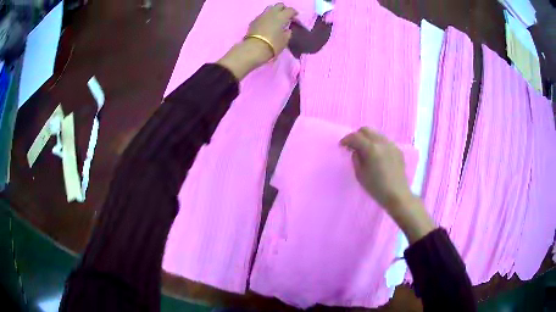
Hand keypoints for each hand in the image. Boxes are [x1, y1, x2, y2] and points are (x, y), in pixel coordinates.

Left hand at [217, 3, 297, 79]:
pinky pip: (262, 15)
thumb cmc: (272, 44)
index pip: (290, 10)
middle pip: (279, 5)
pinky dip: (267, 17)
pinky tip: (267, 24)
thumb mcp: (284, 40)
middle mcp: (271, 13)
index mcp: (281, 16)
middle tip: (286, 16)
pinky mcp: (254, 21)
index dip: (294, 13)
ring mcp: (261, 16)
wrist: (254, 49)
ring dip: (274, 11)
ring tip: (276, 19)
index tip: (295, 18)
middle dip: (283, 9)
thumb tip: (287, 29)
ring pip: (269, 8)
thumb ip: (287, 33)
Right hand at [340, 127, 411, 211]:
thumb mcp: (360, 174)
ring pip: (376, 133)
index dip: (346, 140)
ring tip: (364, 149)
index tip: (341, 146)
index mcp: (371, 148)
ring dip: (368, 138)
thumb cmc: (376, 188)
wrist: (397, 195)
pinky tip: (376, 155)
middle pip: (366, 130)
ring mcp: (391, 145)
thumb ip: (356, 158)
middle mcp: (382, 142)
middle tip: (352, 146)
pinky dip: (377, 143)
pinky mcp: (397, 149)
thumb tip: (356, 150)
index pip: (355, 137)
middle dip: (357, 135)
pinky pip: (384, 141)